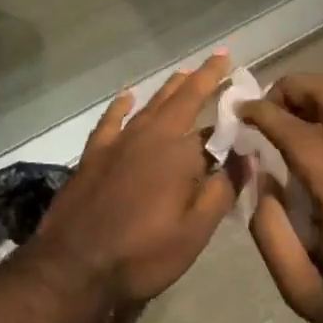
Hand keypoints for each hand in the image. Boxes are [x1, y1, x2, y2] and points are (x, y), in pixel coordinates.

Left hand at [28, 51, 235, 310]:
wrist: (75, 265)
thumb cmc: (142, 254)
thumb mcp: (194, 232)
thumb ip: (222, 190)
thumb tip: (247, 155)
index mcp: (179, 154)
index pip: (213, 124)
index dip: (230, 109)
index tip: (244, 89)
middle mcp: (150, 136)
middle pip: (181, 99)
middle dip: (203, 77)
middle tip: (219, 57)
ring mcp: (118, 142)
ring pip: (150, 104)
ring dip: (170, 87)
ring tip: (185, 72)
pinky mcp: (94, 153)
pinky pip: (111, 120)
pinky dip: (121, 106)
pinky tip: (127, 97)